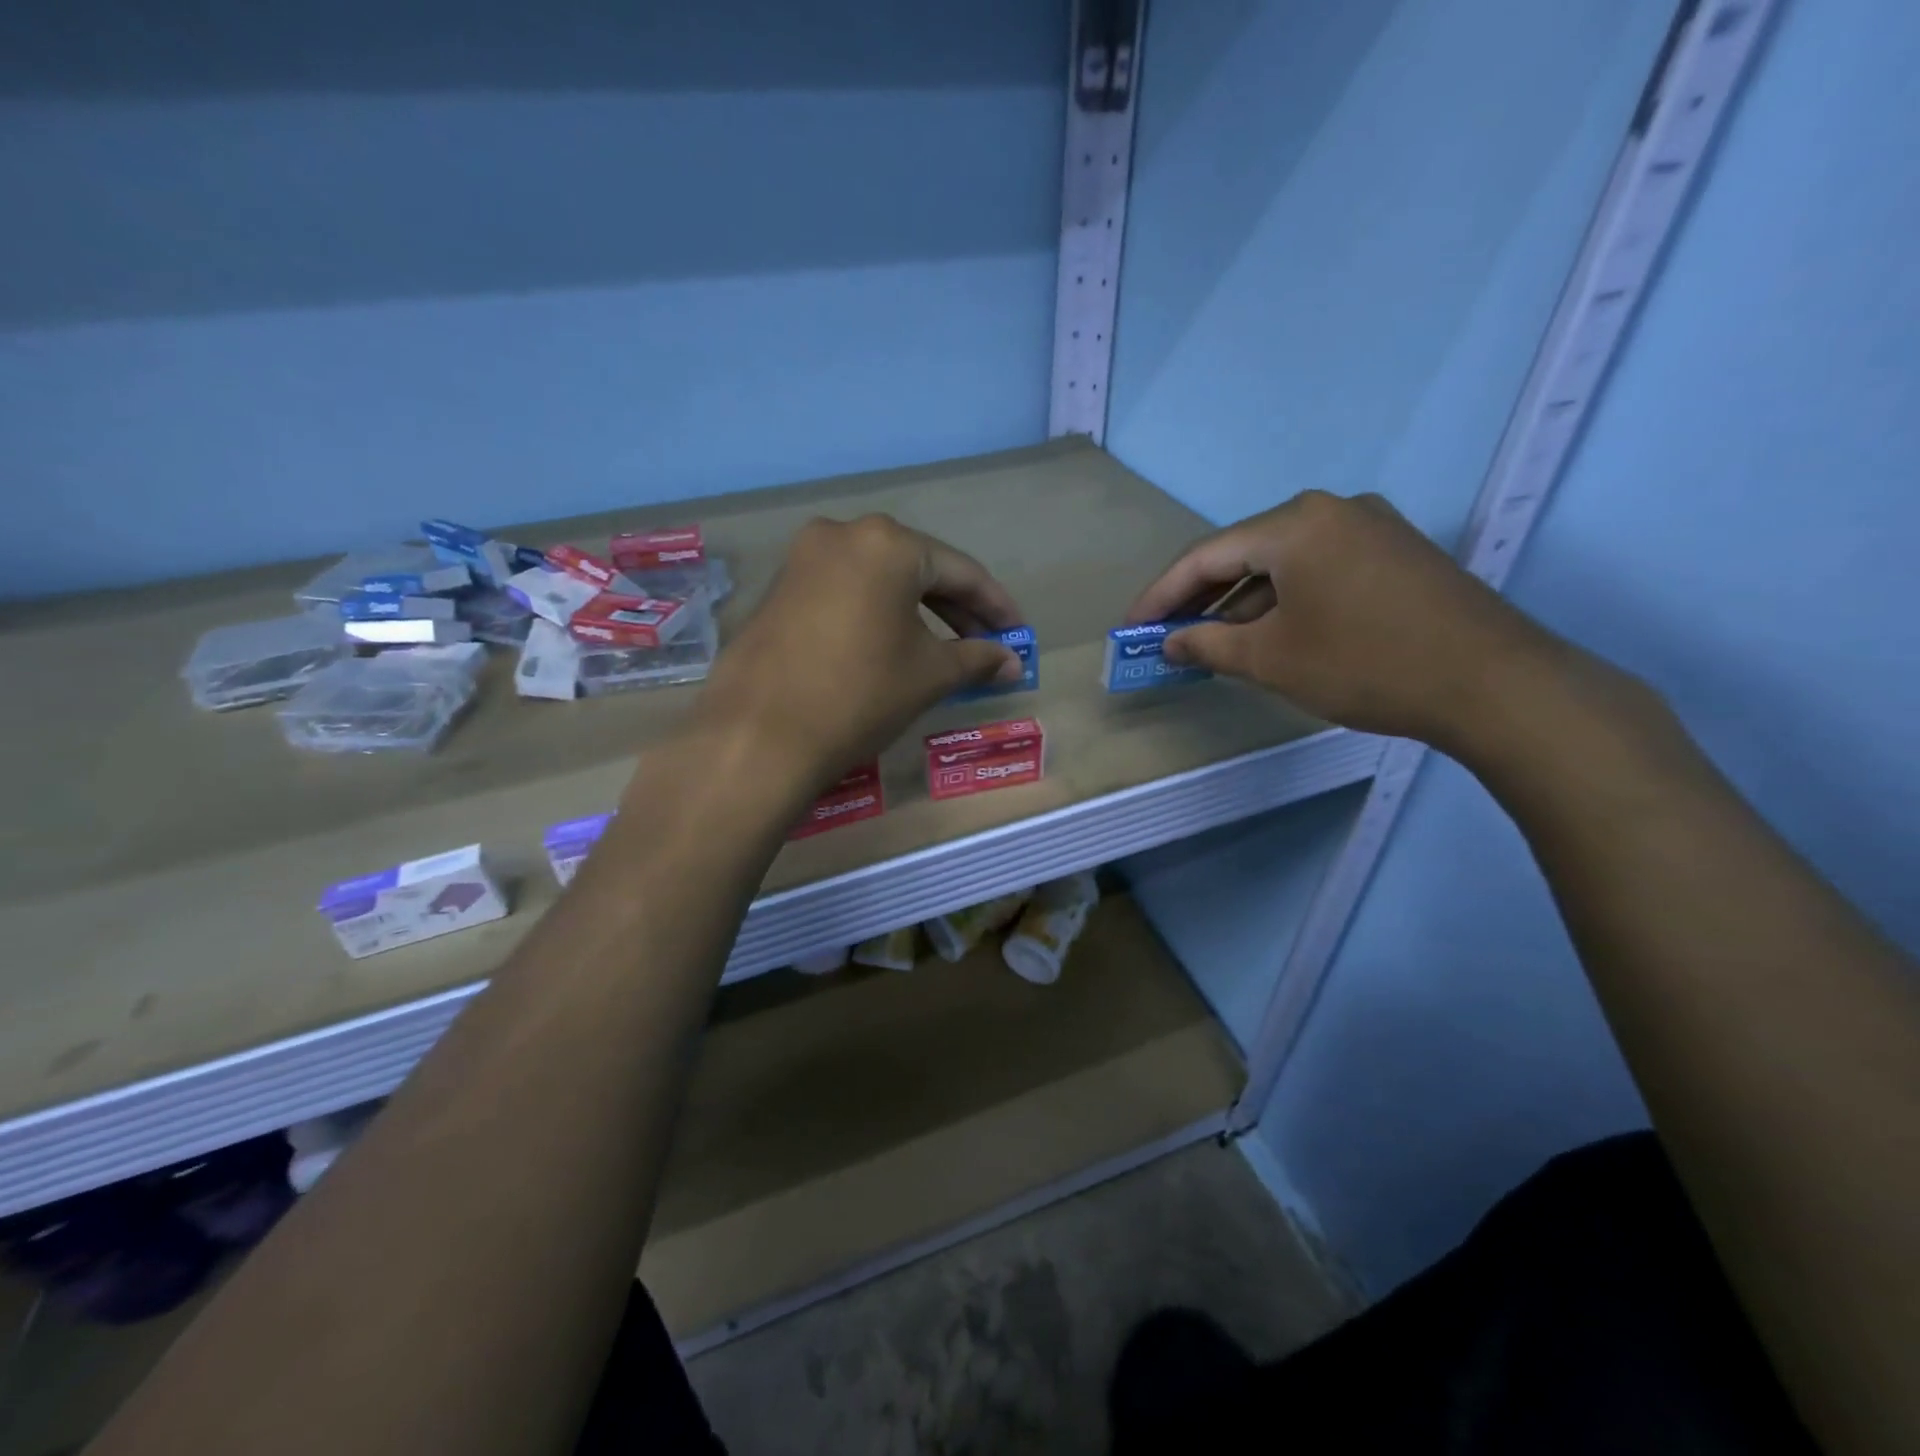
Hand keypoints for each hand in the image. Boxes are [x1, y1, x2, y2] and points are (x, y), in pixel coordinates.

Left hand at [695, 515, 1025, 791]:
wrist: (759, 735)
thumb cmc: (860, 694)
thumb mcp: (929, 674)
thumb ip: (977, 659)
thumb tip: (1014, 664)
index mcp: (887, 543)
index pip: (960, 571)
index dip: (996, 606)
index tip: (1018, 634)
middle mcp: (843, 534)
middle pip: (918, 569)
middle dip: (957, 609)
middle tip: (986, 645)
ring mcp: (804, 559)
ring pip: (879, 581)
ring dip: (917, 613)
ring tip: (945, 651)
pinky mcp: (780, 589)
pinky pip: (846, 593)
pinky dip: (877, 615)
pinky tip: (893, 646)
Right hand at [1127, 491, 1569, 750]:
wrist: (1493, 683)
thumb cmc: (1365, 664)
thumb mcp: (1272, 659)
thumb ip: (1209, 645)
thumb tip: (1170, 643)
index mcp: (1295, 524)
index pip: (1206, 556)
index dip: (1161, 595)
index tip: (1130, 627)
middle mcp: (1332, 510)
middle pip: (1244, 552)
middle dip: (1200, 597)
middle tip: (1165, 634)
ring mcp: (1371, 528)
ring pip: (1283, 562)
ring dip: (1242, 601)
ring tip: (1210, 640)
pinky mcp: (1396, 553)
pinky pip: (1318, 569)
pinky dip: (1284, 599)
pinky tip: (1269, 631)